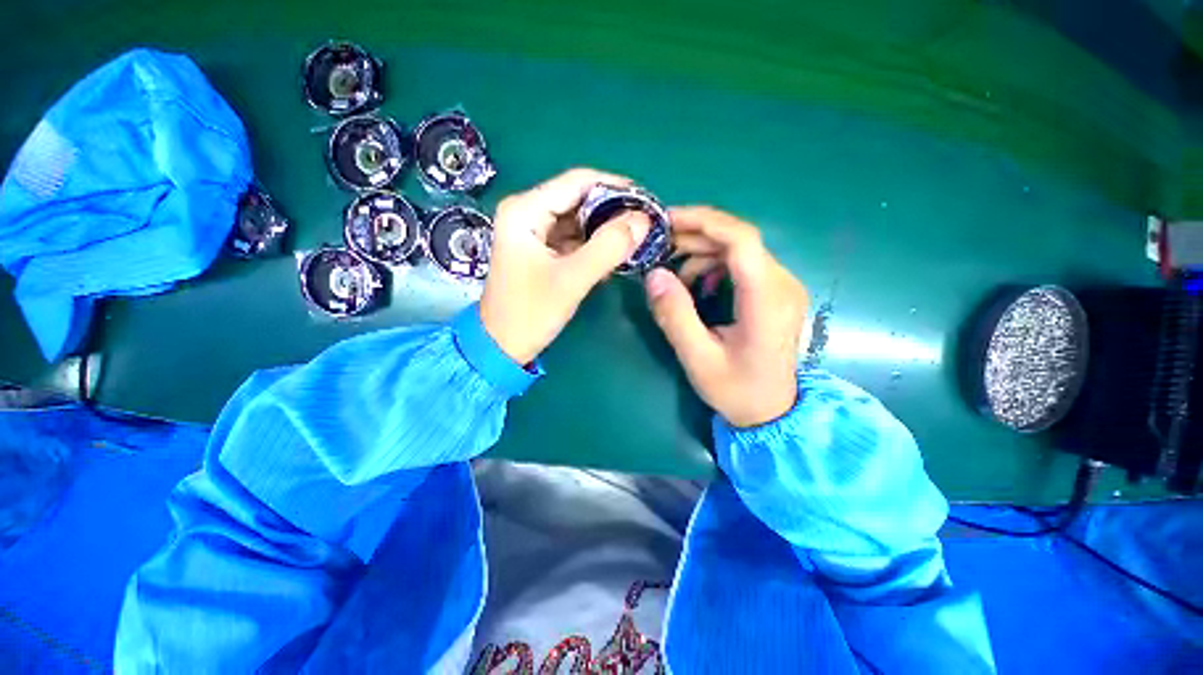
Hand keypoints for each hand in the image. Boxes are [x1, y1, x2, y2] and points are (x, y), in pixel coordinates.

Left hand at [480, 168, 651, 363]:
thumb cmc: (531, 313)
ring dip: (605, 228)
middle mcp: (526, 212)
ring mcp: (532, 232)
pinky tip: (614, 255)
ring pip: (578, 220)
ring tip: (635, 239)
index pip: (578, 182)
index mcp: (525, 210)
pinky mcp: (540, 250)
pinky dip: (594, 244)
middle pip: (578, 199)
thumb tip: (643, 220)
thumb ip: (608, 247)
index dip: (616, 187)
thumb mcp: (572, 280)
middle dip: (612, 210)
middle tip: (645, 224)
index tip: (646, 201)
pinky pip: (573, 238)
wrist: (502, 346)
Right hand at [645, 207, 807, 427]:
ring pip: (740, 249)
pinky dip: (714, 264)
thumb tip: (653, 274)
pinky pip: (743, 263)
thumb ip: (675, 316)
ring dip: (702, 251)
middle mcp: (782, 284)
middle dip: (695, 235)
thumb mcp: (698, 358)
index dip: (704, 222)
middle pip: (739, 239)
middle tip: (659, 244)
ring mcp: (782, 286)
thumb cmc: (737, 390)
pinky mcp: (775, 292)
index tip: (666, 222)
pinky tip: (696, 283)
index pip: (742, 240)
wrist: (773, 411)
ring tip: (672, 270)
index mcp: (767, 300)